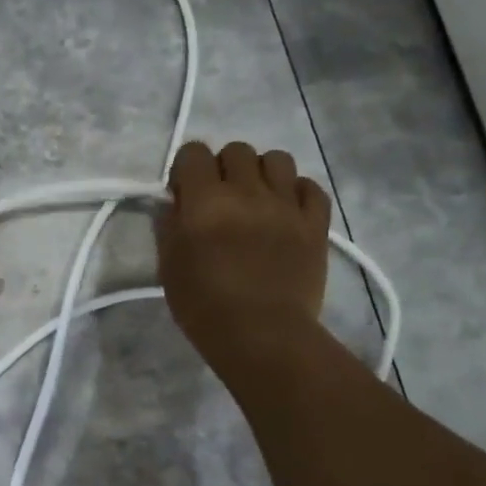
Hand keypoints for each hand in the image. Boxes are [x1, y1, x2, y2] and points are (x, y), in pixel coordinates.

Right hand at [156, 141, 331, 371]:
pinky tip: (286, 212)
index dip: (185, 169)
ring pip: (277, 159)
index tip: (184, 195)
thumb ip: (169, 226)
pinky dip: (296, 192)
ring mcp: (286, 205)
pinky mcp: (315, 224)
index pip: (193, 153)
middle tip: (220, 200)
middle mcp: (247, 192)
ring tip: (256, 201)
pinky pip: (310, 187)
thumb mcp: (169, 267)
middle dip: (223, 168)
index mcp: (205, 201)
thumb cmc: (204, 306)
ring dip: (261, 173)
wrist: (262, 336)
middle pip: (236, 150)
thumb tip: (174, 203)